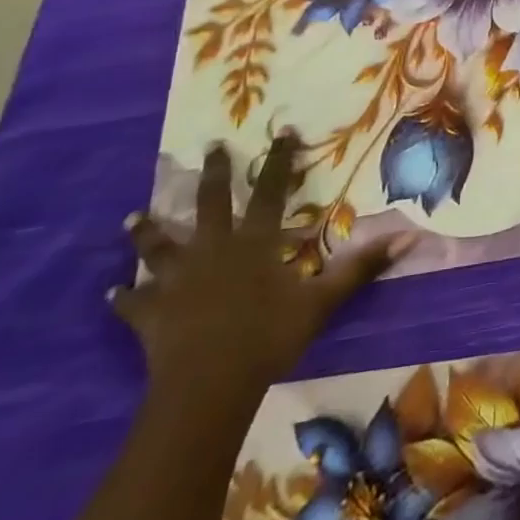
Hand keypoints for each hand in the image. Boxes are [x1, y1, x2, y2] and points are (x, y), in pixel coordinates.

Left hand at [113, 137, 410, 401]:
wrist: (208, 387)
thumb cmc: (269, 338)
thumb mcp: (323, 301)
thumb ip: (361, 267)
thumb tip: (408, 236)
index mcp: (255, 242)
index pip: (272, 191)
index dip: (279, 161)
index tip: (281, 132)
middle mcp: (214, 250)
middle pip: (211, 204)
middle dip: (215, 174)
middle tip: (211, 147)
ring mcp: (178, 281)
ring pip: (159, 247)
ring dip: (148, 231)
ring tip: (133, 215)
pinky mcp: (151, 314)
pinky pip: (132, 303)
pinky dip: (122, 298)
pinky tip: (111, 292)